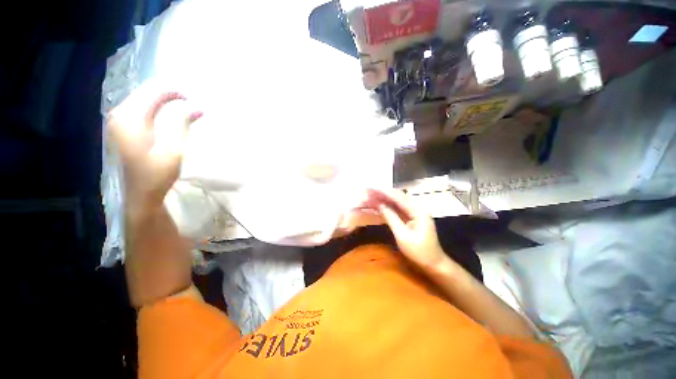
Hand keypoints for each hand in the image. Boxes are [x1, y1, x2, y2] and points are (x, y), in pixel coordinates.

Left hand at [107, 82, 201, 209]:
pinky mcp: (123, 128)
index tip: (195, 101)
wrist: (140, 193)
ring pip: (143, 99)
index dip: (175, 92)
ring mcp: (119, 121)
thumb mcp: (173, 150)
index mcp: (131, 119)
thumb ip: (182, 125)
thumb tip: (197, 107)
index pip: (154, 92)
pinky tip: (167, 112)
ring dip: (163, 100)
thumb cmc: (157, 174)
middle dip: (170, 94)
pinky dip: (156, 107)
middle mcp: (121, 114)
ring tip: (183, 106)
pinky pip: (140, 108)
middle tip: (191, 103)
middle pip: (146, 92)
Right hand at [363, 189, 446, 268]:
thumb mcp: (403, 236)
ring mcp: (415, 213)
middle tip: (370, 191)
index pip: (398, 197)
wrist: (433, 264)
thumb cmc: (419, 252)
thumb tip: (380, 205)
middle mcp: (417, 208)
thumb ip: (391, 218)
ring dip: (385, 198)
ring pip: (398, 202)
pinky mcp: (412, 218)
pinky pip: (399, 209)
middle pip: (398, 197)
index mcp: (418, 211)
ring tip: (373, 195)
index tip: (372, 189)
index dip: (384, 192)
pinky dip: (389, 206)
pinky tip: (381, 204)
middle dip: (383, 193)